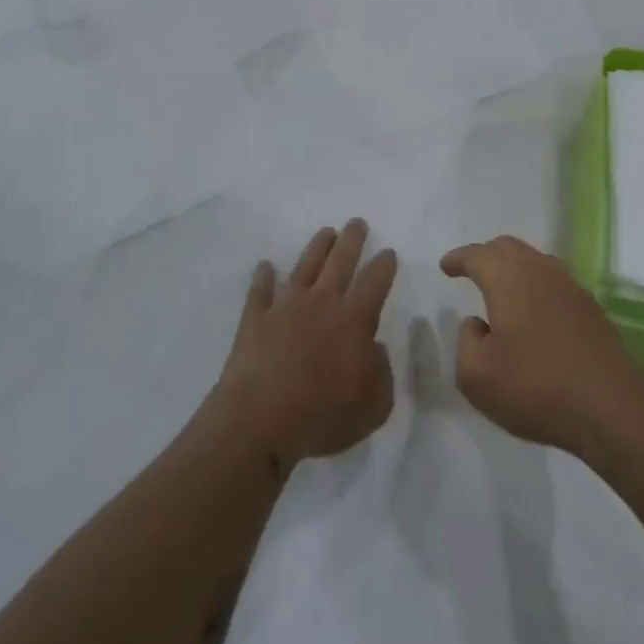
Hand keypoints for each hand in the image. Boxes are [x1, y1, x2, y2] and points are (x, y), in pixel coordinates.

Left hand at [212, 219, 397, 465]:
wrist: (258, 421)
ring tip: (326, 232)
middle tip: (357, 222)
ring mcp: (285, 307)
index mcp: (354, 319)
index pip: (375, 281)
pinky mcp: (255, 319)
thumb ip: (381, 374)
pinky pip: (260, 290)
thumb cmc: (322, 416)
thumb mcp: (373, 406)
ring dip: (317, 247)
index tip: (388, 252)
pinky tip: (265, 266)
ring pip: (305, 266)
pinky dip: (263, 276)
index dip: (384, 264)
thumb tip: (374, 349)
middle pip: (340, 261)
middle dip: (352, 240)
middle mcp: (322, 302)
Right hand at [444, 236, 643, 455]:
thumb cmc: (536, 388)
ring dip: (513, 268)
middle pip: (508, 248)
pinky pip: (554, 282)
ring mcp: (571, 287)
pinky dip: (536, 286)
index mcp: (509, 280)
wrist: (610, 408)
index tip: (446, 267)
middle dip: (486, 255)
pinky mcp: (591, 308)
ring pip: (535, 261)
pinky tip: (534, 312)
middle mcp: (540, 271)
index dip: (458, 259)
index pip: (478, 255)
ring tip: (501, 290)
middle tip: (471, 271)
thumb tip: (477, 323)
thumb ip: (466, 342)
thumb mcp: (477, 377)